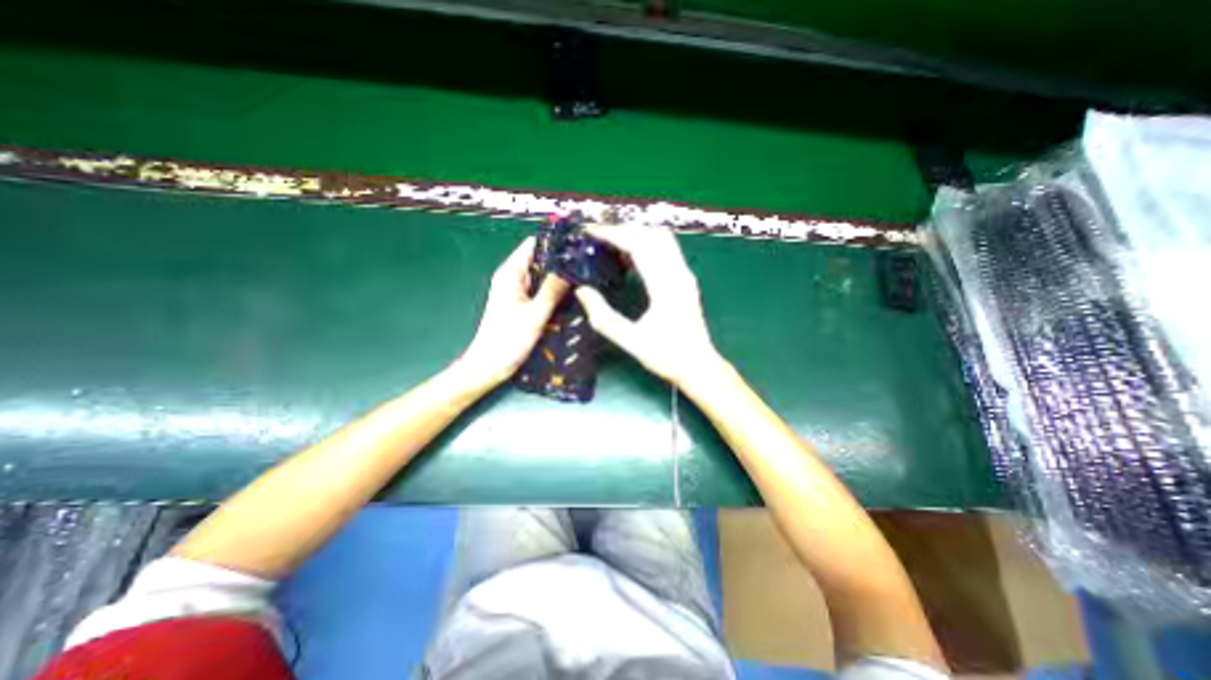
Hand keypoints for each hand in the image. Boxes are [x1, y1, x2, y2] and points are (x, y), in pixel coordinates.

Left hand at [458, 238, 570, 387]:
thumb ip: (552, 290)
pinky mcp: (522, 304)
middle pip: (540, 259)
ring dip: (559, 276)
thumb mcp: (534, 315)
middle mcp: (513, 278)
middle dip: (561, 260)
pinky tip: (572, 294)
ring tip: (585, 276)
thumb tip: (571, 267)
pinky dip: (554, 290)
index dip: (555, 242)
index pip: (534, 245)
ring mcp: (517, 291)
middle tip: (587, 262)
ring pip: (542, 276)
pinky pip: (541, 290)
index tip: (579, 244)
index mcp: (511, 273)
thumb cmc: (507, 341)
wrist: (489, 366)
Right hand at [574, 226, 716, 390]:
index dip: (613, 234)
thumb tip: (582, 291)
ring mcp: (685, 276)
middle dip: (623, 230)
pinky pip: (666, 251)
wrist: (700, 367)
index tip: (590, 232)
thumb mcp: (631, 342)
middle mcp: (679, 274)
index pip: (639, 245)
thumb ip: (604, 317)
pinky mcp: (685, 281)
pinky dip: (646, 246)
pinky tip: (629, 259)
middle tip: (598, 238)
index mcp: (666, 286)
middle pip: (652, 235)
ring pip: (662, 240)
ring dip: (636, 236)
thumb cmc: (667, 357)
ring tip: (610, 245)